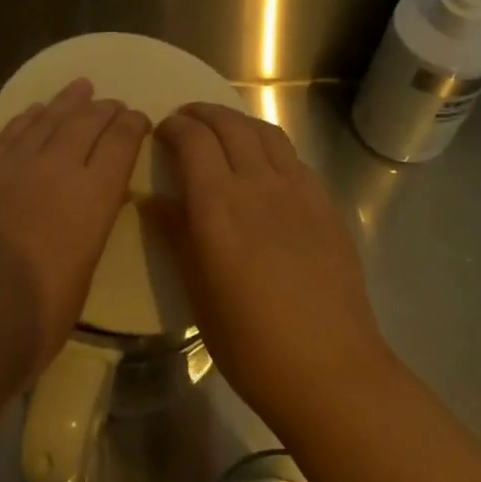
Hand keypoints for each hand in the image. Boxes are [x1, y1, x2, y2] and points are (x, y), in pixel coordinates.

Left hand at [0, 78, 149, 391]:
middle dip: (104, 109)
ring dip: (66, 103)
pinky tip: (35, 112)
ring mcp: (7, 168)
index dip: (132, 126)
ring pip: (44, 121)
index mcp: (90, 199)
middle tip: (114, 103)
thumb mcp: (84, 273)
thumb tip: (94, 201)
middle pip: (84, 123)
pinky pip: (7, 136)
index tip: (138, 118)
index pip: (119, 144)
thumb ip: (90, 226)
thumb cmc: (35, 322)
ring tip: (80, 88)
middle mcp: (52, 170)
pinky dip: (26, 119)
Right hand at [152, 103, 393, 430]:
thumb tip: (153, 200)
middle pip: (230, 126)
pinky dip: (269, 145)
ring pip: (266, 133)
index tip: (160, 131)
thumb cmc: (248, 340)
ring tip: (221, 130)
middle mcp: (259, 184)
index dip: (174, 127)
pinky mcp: (326, 205)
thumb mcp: (197, 290)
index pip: (194, 140)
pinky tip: (263, 163)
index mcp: (219, 205)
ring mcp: (299, 191)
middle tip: (185, 121)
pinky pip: (293, 157)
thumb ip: (176, 235)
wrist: (328, 368)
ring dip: (238, 121)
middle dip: (203, 114)